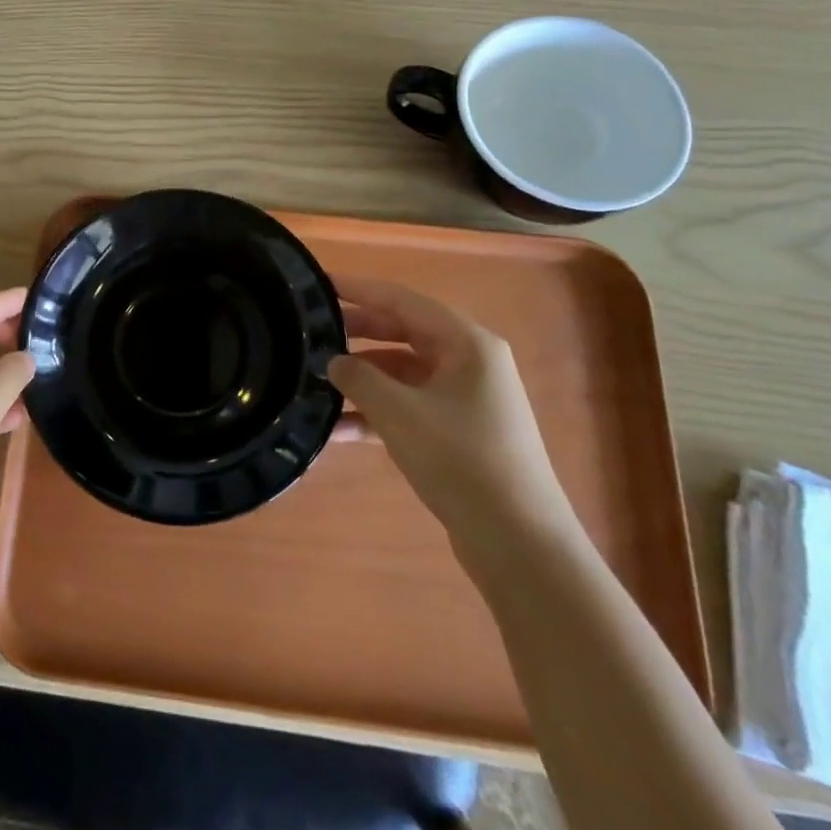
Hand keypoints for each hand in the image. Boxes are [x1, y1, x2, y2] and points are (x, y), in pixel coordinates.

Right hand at [330, 275, 572, 542]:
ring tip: (315, 380)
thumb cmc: (461, 462)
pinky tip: (337, 429)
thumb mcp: (399, 414)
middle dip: (357, 333)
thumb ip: (359, 379)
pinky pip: (409, 407)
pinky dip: (376, 413)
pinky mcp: (457, 432)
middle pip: (403, 333)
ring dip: (362, 378)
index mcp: (466, 343)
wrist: (519, 545)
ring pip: (402, 373)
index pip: (402, 300)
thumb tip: (334, 362)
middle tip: (310, 331)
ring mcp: (465, 399)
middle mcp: (469, 362)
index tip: (318, 284)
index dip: (359, 290)